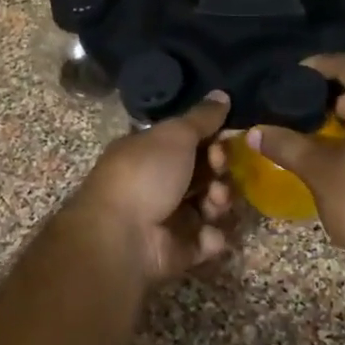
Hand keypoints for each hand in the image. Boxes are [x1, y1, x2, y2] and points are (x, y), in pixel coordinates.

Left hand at [62, 93, 234, 287]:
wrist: (121, 236)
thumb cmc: (145, 175)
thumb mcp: (174, 135)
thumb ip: (202, 118)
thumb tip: (222, 94)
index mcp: (149, 152)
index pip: (189, 142)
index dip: (212, 140)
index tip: (222, 141)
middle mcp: (157, 182)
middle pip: (203, 173)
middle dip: (220, 170)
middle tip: (219, 170)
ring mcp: (168, 218)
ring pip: (209, 205)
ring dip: (220, 201)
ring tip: (215, 202)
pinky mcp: (178, 250)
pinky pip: (206, 240)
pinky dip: (212, 237)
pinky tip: (208, 234)